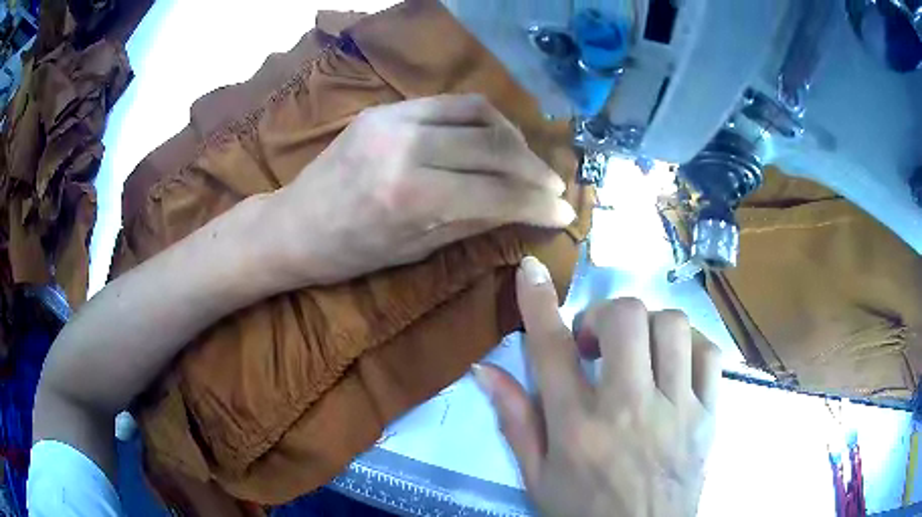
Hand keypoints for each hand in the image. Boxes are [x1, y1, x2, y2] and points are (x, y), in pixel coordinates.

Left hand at [270, 95, 575, 284]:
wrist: (293, 224)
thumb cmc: (349, 253)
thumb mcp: (414, 250)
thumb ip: (474, 221)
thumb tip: (523, 209)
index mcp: (411, 196)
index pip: (496, 191)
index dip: (538, 203)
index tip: (565, 212)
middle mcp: (406, 147)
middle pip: (495, 145)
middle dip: (534, 169)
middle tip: (554, 187)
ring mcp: (394, 118)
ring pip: (479, 113)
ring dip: (513, 137)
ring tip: (526, 161)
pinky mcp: (386, 107)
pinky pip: (450, 103)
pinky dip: (482, 119)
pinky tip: (492, 138)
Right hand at [473, 257, 720, 516]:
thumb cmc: (584, 511)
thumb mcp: (537, 476)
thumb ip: (514, 421)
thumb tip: (484, 371)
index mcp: (577, 429)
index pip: (551, 351)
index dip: (538, 303)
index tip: (531, 269)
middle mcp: (629, 411)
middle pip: (625, 319)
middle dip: (606, 315)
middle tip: (598, 343)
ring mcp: (677, 410)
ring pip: (672, 326)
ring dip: (649, 326)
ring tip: (638, 352)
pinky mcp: (709, 414)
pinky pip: (709, 352)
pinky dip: (690, 345)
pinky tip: (675, 364)